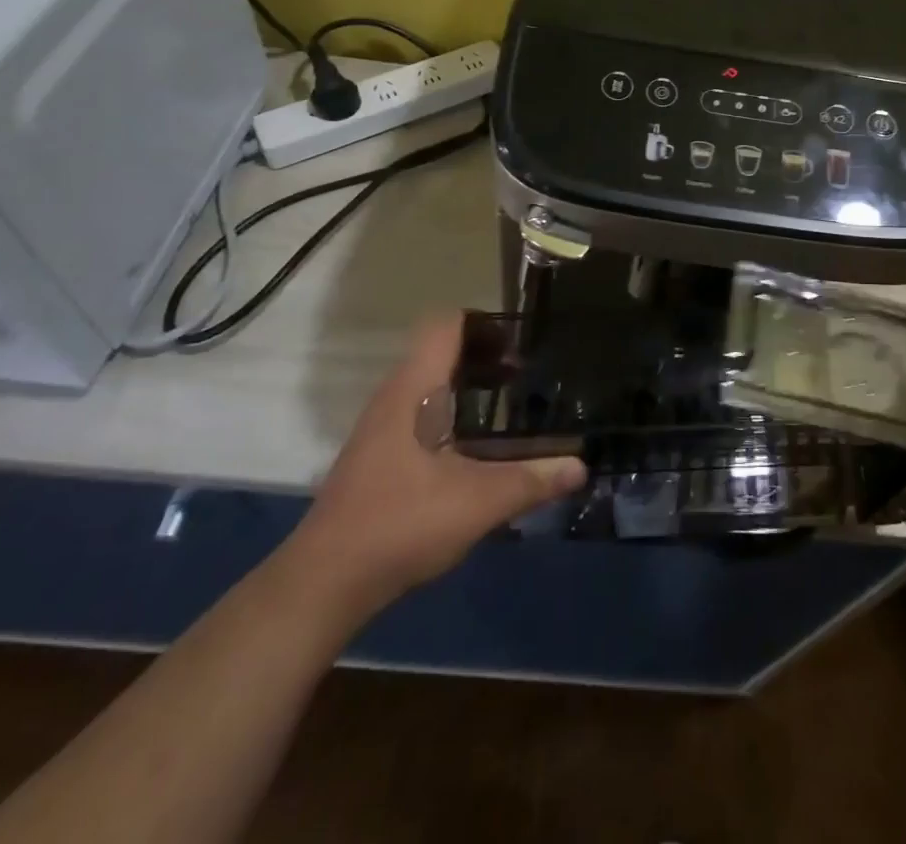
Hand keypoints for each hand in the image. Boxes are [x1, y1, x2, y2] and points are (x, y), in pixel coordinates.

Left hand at [288, 314, 585, 612]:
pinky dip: (450, 411)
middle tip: (523, 377)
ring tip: (505, 407)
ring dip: (466, 384)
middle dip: (484, 355)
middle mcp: (394, 396)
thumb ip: (532, 481)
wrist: (324, 582)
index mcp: (415, 389)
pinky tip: (472, 448)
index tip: (520, 345)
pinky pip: (418, 410)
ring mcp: (380, 426)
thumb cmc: (402, 523)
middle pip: (439, 349)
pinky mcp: (376, 454)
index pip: (446, 324)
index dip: (484, 323)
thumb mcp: (479, 503)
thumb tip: (581, 467)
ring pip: (427, 382)